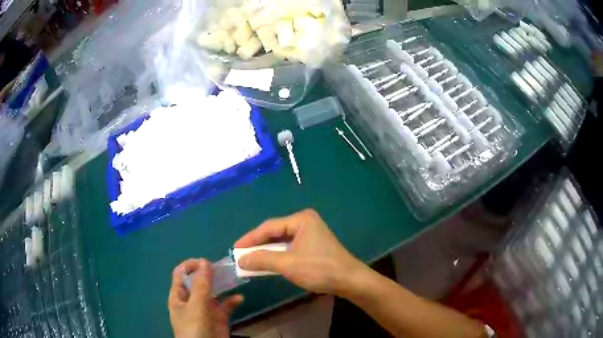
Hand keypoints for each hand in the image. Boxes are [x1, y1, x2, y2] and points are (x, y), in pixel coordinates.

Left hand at [168, 259, 243, 337]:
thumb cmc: (194, 328)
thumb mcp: (196, 306)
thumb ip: (201, 285)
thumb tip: (204, 261)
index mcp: (179, 296)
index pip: (181, 274)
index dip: (191, 265)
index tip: (206, 262)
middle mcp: (191, 300)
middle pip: (199, 282)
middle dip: (210, 274)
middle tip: (224, 268)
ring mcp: (205, 310)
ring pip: (213, 293)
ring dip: (222, 286)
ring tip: (233, 279)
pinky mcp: (218, 319)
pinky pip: (225, 307)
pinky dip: (232, 302)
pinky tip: (239, 299)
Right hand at [234, 209, 364, 294]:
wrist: (350, 280)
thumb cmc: (319, 269)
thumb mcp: (288, 264)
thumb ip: (262, 260)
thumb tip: (240, 260)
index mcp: (301, 220)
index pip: (269, 227)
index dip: (250, 239)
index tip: (235, 249)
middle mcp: (305, 222)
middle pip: (275, 232)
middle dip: (258, 245)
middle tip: (241, 255)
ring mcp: (311, 233)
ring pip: (282, 241)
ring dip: (267, 251)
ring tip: (251, 260)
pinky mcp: (313, 245)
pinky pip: (290, 247)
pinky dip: (278, 256)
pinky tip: (269, 263)